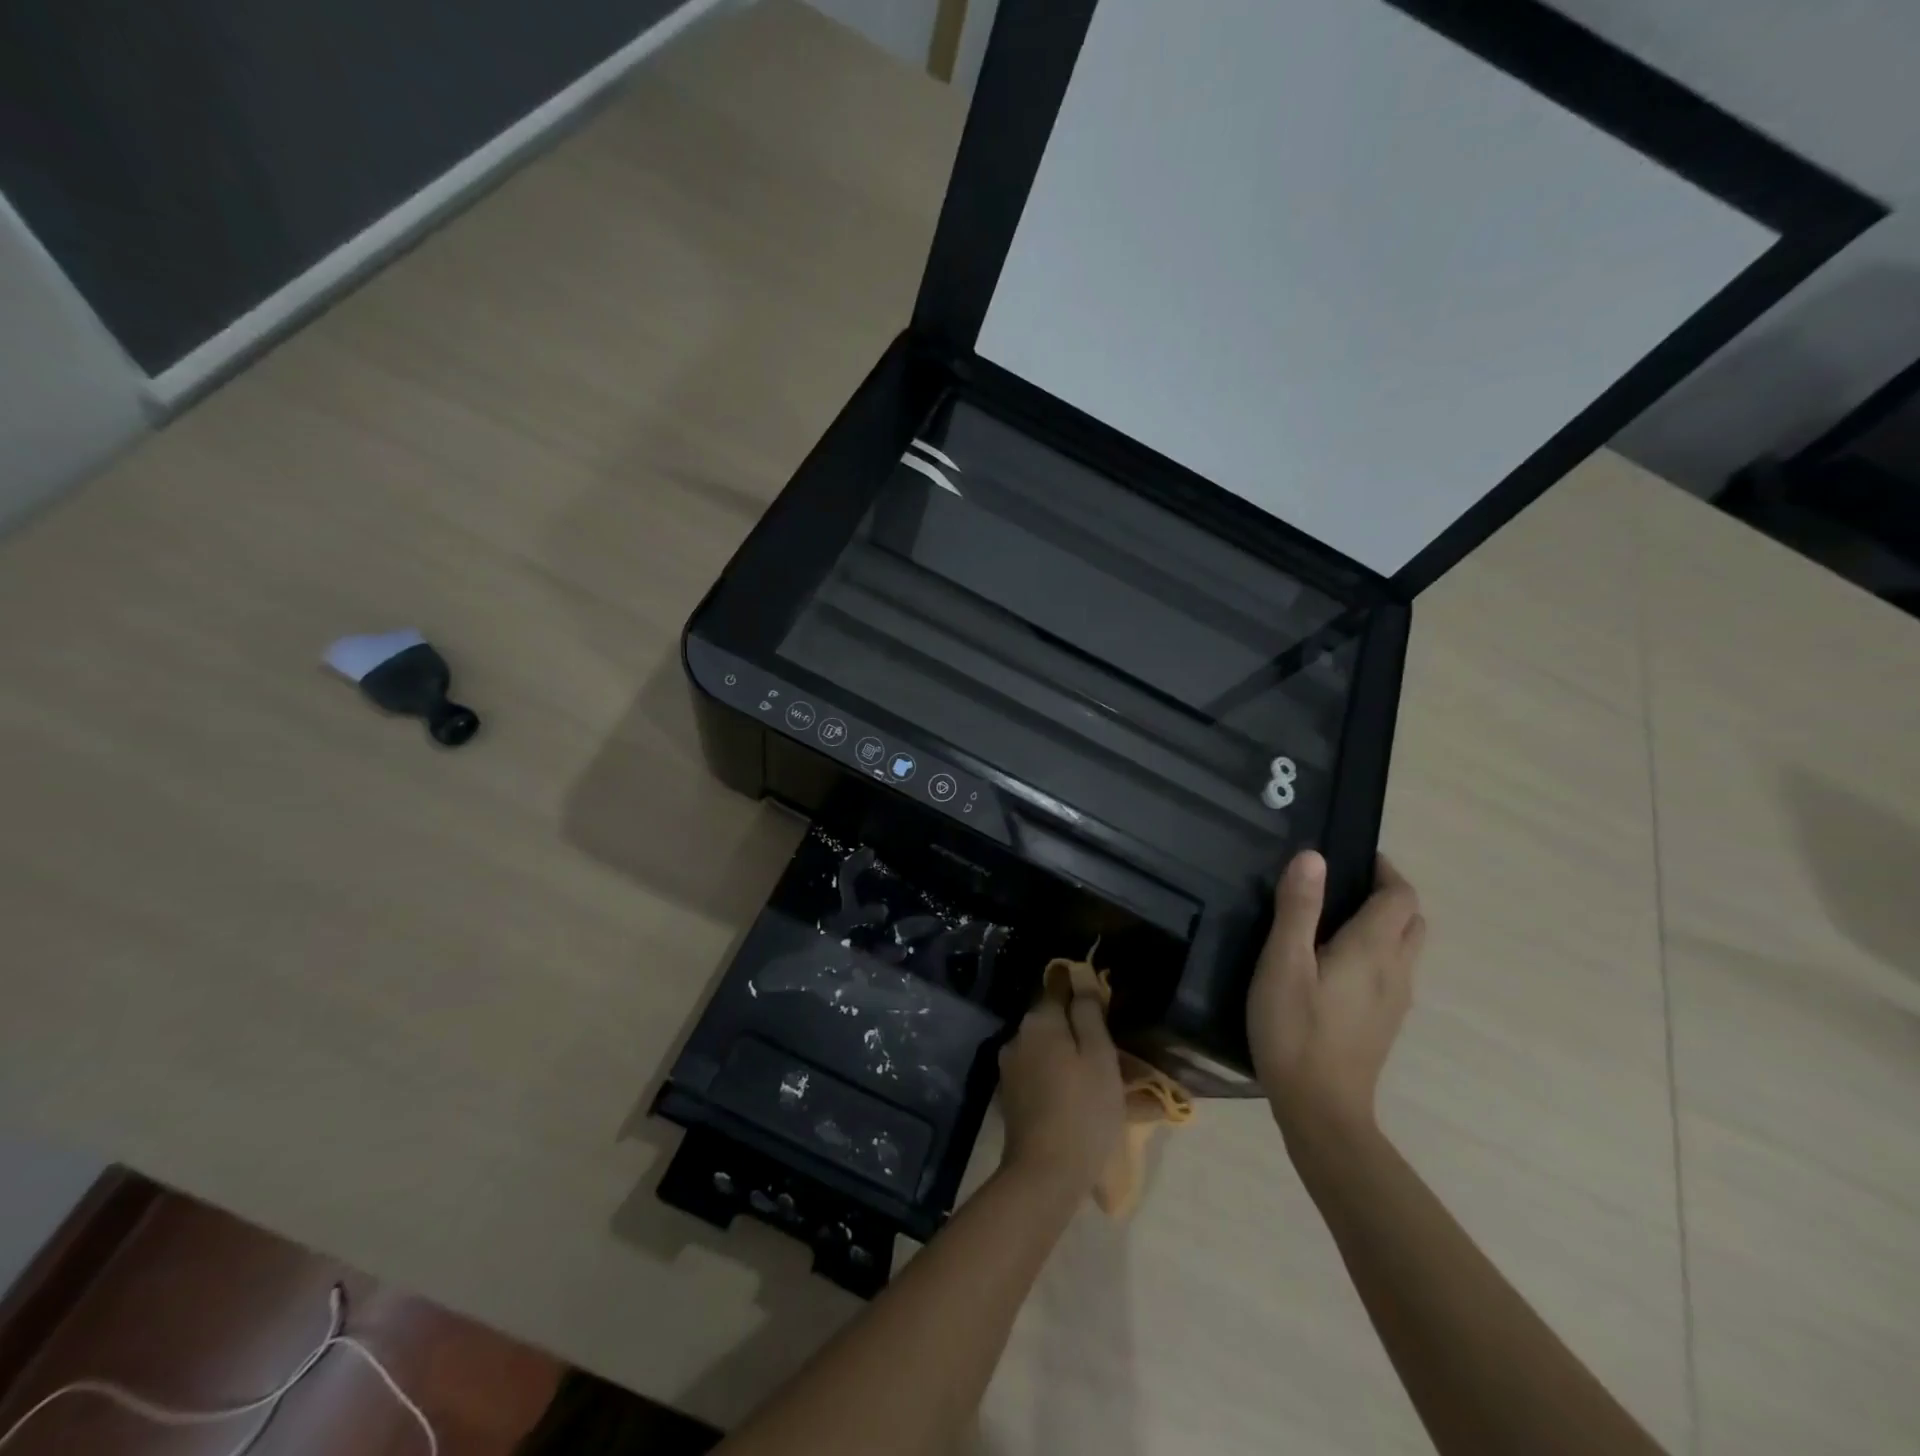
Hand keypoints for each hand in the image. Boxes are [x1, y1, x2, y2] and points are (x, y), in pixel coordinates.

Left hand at [996, 979, 1124, 1198]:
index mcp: (1039, 1022)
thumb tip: (1079, 978)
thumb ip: (1088, 1013)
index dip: (1080, 991)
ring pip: (1045, 1051)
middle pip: (1051, 1022)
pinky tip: (1077, 1099)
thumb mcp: (1099, 1055)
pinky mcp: (1010, 1097)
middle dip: (1077, 1030)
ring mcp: (1010, 1068)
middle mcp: (1018, 1037)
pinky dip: (1057, 1080)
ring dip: (1067, 1057)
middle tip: (1110, 1051)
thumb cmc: (1082, 1109)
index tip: (1101, 1003)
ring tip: (1098, 1080)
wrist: (1044, 1173)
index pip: (1058, 989)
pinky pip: (1039, 1075)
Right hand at [1247, 850, 1424, 1146]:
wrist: (1321, 1109)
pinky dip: (1378, 951)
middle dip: (1387, 894)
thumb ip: (1299, 908)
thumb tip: (1313, 857)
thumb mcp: (1284, 963)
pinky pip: (1394, 971)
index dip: (1384, 870)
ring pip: (1406, 947)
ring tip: (1335, 920)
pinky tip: (1337, 964)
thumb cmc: (1295, 1029)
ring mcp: (1396, 1000)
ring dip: (1384, 923)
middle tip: (1342, 886)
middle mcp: (1397, 970)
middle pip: (1412, 919)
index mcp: (1374, 949)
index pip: (1401, 895)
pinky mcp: (1385, 1022)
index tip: (1352, 857)